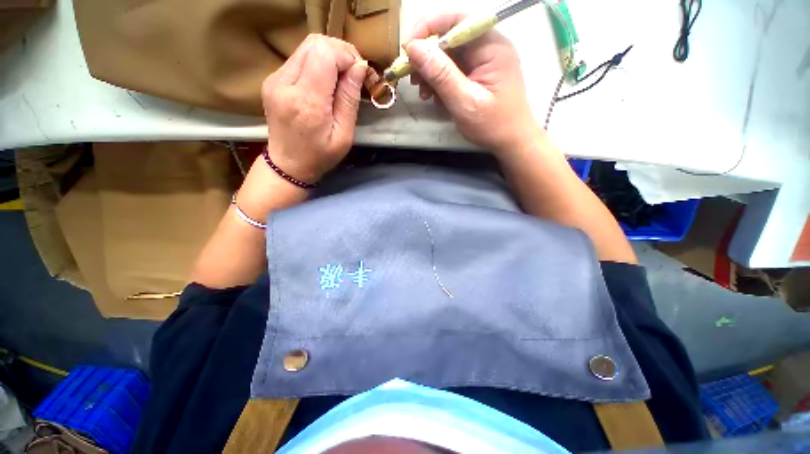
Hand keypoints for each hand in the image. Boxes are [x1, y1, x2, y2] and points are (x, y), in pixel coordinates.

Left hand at [262, 34, 367, 183]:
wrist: (288, 164)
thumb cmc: (320, 156)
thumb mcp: (344, 135)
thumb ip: (350, 100)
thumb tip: (359, 67)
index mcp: (306, 102)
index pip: (325, 54)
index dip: (346, 57)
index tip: (359, 73)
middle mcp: (285, 84)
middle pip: (314, 43)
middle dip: (340, 52)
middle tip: (354, 72)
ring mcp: (275, 79)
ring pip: (306, 47)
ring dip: (329, 55)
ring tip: (342, 77)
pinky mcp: (273, 79)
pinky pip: (299, 58)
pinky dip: (318, 63)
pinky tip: (326, 81)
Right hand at [405, 13, 542, 153]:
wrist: (511, 141)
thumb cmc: (492, 125)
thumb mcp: (464, 103)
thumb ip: (441, 75)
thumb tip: (414, 48)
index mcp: (491, 47)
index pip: (456, 21)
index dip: (428, 28)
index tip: (408, 50)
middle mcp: (489, 46)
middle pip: (450, 38)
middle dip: (428, 57)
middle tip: (413, 80)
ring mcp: (484, 60)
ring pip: (450, 55)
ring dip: (432, 73)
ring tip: (424, 94)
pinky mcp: (479, 73)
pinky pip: (455, 70)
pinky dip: (441, 82)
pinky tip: (436, 97)